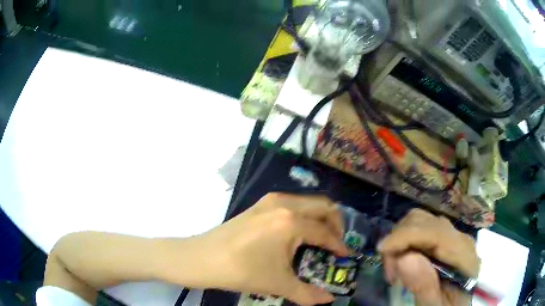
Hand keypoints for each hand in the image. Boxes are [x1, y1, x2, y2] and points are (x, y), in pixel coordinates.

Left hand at [184, 193, 347, 304]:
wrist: (203, 258)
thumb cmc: (241, 271)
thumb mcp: (278, 284)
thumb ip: (308, 294)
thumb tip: (328, 300)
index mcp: (291, 222)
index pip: (325, 232)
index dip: (339, 245)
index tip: (345, 255)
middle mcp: (284, 203)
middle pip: (323, 206)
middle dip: (336, 223)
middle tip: (337, 243)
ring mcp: (270, 200)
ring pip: (308, 201)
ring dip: (320, 217)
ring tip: (322, 237)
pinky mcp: (260, 204)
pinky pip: (293, 203)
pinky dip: (305, 214)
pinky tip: (299, 232)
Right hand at [379, 209, 479, 305]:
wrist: (456, 303)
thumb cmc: (447, 305)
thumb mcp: (436, 305)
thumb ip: (425, 286)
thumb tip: (404, 257)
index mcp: (464, 254)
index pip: (435, 232)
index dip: (407, 235)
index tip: (381, 249)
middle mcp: (458, 237)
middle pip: (424, 220)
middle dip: (399, 240)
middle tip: (391, 273)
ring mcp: (451, 234)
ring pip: (419, 220)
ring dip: (399, 240)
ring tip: (396, 269)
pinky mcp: (442, 237)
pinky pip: (419, 228)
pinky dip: (404, 241)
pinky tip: (403, 262)